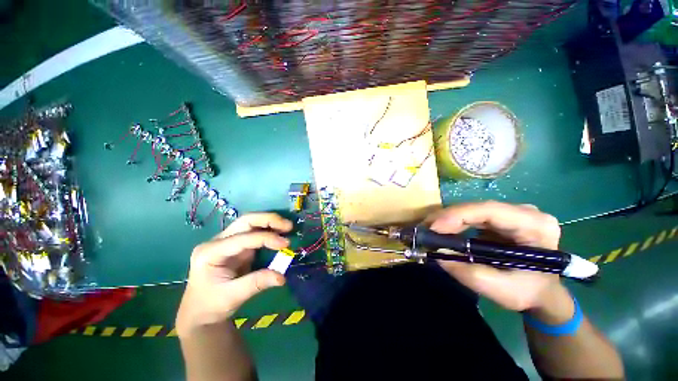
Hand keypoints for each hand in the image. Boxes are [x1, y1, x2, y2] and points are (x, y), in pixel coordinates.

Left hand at [176, 213, 292, 330]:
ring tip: (288, 227)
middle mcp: (218, 242)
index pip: (242, 238)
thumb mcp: (232, 297)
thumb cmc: (210, 306)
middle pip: (245, 221)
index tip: (286, 244)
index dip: (266, 238)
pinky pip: (255, 232)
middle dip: (268, 220)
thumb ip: (256, 283)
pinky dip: (269, 230)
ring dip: (271, 222)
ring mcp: (228, 241)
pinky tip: (280, 233)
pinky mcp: (238, 245)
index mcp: (210, 252)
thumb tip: (282, 277)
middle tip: (288, 226)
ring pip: (251, 223)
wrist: (200, 312)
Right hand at [429, 201, 571, 317]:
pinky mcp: (500, 218)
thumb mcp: (501, 290)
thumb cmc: (529, 293)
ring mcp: (512, 213)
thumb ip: (468, 273)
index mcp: (535, 226)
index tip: (434, 227)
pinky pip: (471, 216)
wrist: (542, 292)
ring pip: (472, 210)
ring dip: (448, 219)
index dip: (458, 215)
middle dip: (448, 218)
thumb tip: (437, 254)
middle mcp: (525, 212)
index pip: (491, 211)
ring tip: (429, 230)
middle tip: (425, 229)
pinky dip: (454, 223)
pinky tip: (442, 230)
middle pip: (478, 208)